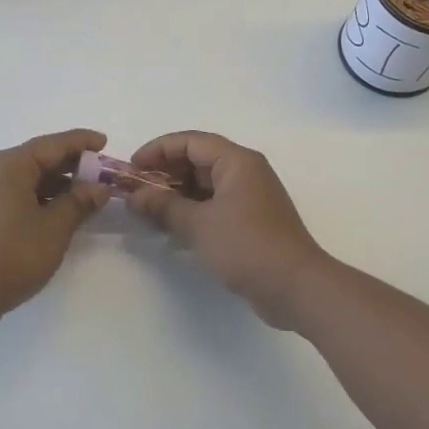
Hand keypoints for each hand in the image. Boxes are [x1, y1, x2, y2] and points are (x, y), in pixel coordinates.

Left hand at [0, 129, 111, 333]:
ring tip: (87, 195)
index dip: (82, 142)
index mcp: (10, 165)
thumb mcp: (54, 228)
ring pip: (29, 179)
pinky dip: (41, 199)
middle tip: (102, 174)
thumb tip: (99, 188)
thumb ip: (79, 203)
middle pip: (40, 158)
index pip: (54, 144)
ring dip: (58, 184)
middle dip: (72, 164)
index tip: (105, 142)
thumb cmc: (10, 255)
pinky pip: (18, 195)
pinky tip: (60, 213)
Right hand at [124, 131, 329, 329]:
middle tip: (136, 190)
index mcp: (237, 161)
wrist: (295, 287)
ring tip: (148, 209)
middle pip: (198, 159)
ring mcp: (250, 196)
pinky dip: (192, 209)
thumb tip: (134, 196)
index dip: (158, 150)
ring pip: (205, 183)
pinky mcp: (251, 219)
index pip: (190, 141)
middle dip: (165, 172)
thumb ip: (163, 206)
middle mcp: (246, 171)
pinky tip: (172, 225)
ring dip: (177, 192)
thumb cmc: (246, 246)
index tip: (132, 168)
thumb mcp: (198, 225)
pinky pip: (215, 203)